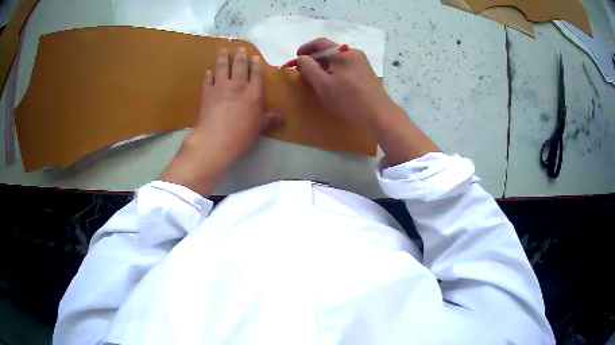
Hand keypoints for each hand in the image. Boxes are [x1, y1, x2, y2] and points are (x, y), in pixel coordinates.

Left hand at [161, 47, 278, 195]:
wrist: (216, 138)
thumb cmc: (242, 134)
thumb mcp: (259, 127)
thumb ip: (270, 119)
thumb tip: (283, 118)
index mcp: (254, 92)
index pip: (256, 74)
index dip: (256, 65)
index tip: (255, 57)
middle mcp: (238, 85)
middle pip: (240, 66)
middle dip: (240, 56)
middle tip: (239, 48)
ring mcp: (221, 87)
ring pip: (223, 68)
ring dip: (223, 58)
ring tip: (223, 51)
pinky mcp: (207, 93)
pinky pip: (208, 80)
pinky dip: (209, 75)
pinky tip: (209, 72)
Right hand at [297, 38, 439, 164]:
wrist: (378, 115)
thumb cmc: (348, 100)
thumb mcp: (323, 85)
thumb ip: (309, 68)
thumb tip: (301, 58)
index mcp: (343, 52)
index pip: (320, 42)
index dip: (306, 48)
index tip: (296, 58)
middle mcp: (354, 52)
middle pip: (330, 49)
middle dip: (314, 58)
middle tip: (304, 70)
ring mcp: (362, 62)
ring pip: (338, 58)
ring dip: (324, 64)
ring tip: (316, 77)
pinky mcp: (366, 72)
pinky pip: (345, 65)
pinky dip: (334, 69)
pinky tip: (331, 81)